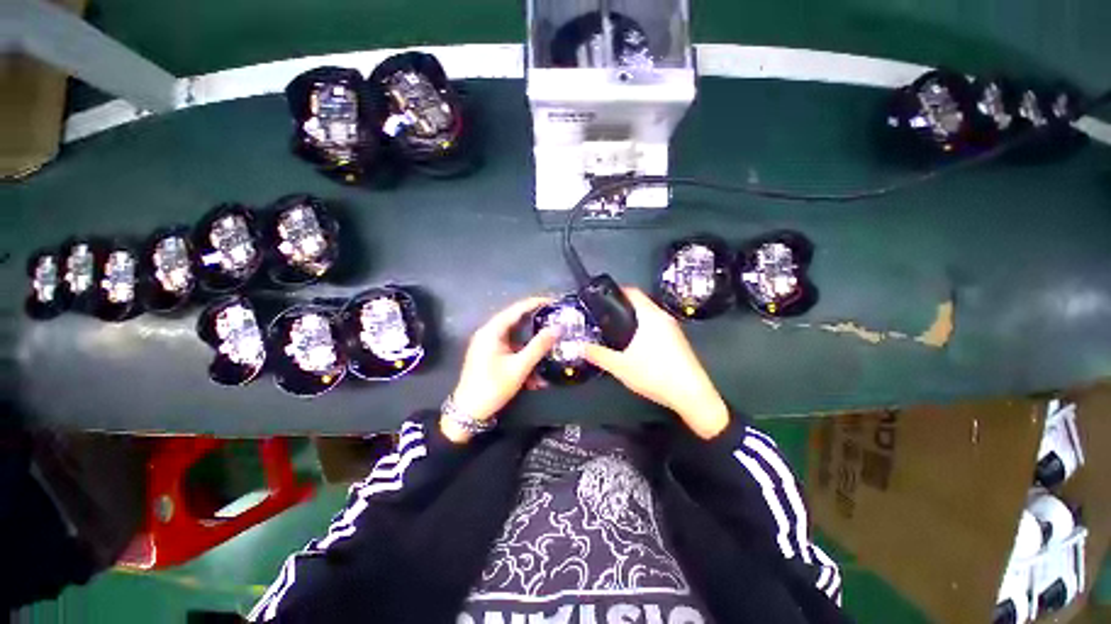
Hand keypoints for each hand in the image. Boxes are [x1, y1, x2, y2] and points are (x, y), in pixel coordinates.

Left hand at [442, 297, 558, 442]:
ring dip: (531, 348)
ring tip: (551, 350)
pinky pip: (510, 352)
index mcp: (491, 331)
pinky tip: (536, 376)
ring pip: (515, 340)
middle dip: (536, 325)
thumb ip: (539, 346)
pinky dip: (523, 359)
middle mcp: (488, 334)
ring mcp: (487, 346)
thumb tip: (558, 328)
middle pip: (516, 322)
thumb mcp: (519, 367)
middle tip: (557, 322)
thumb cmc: (493, 387)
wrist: (469, 411)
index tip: (556, 302)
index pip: (517, 309)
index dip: (536, 303)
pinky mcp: (489, 358)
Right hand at [584, 287, 729, 438]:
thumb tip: (581, 347)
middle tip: (605, 319)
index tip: (602, 297)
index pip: (633, 292)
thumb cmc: (655, 374)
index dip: (617, 291)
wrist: (690, 393)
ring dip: (636, 325)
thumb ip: (600, 355)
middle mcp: (665, 318)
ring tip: (617, 336)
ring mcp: (675, 331)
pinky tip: (637, 352)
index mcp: (651, 315)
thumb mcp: (621, 367)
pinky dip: (647, 335)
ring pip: (651, 320)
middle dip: (624, 311)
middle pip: (642, 306)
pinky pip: (659, 332)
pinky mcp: (680, 345)